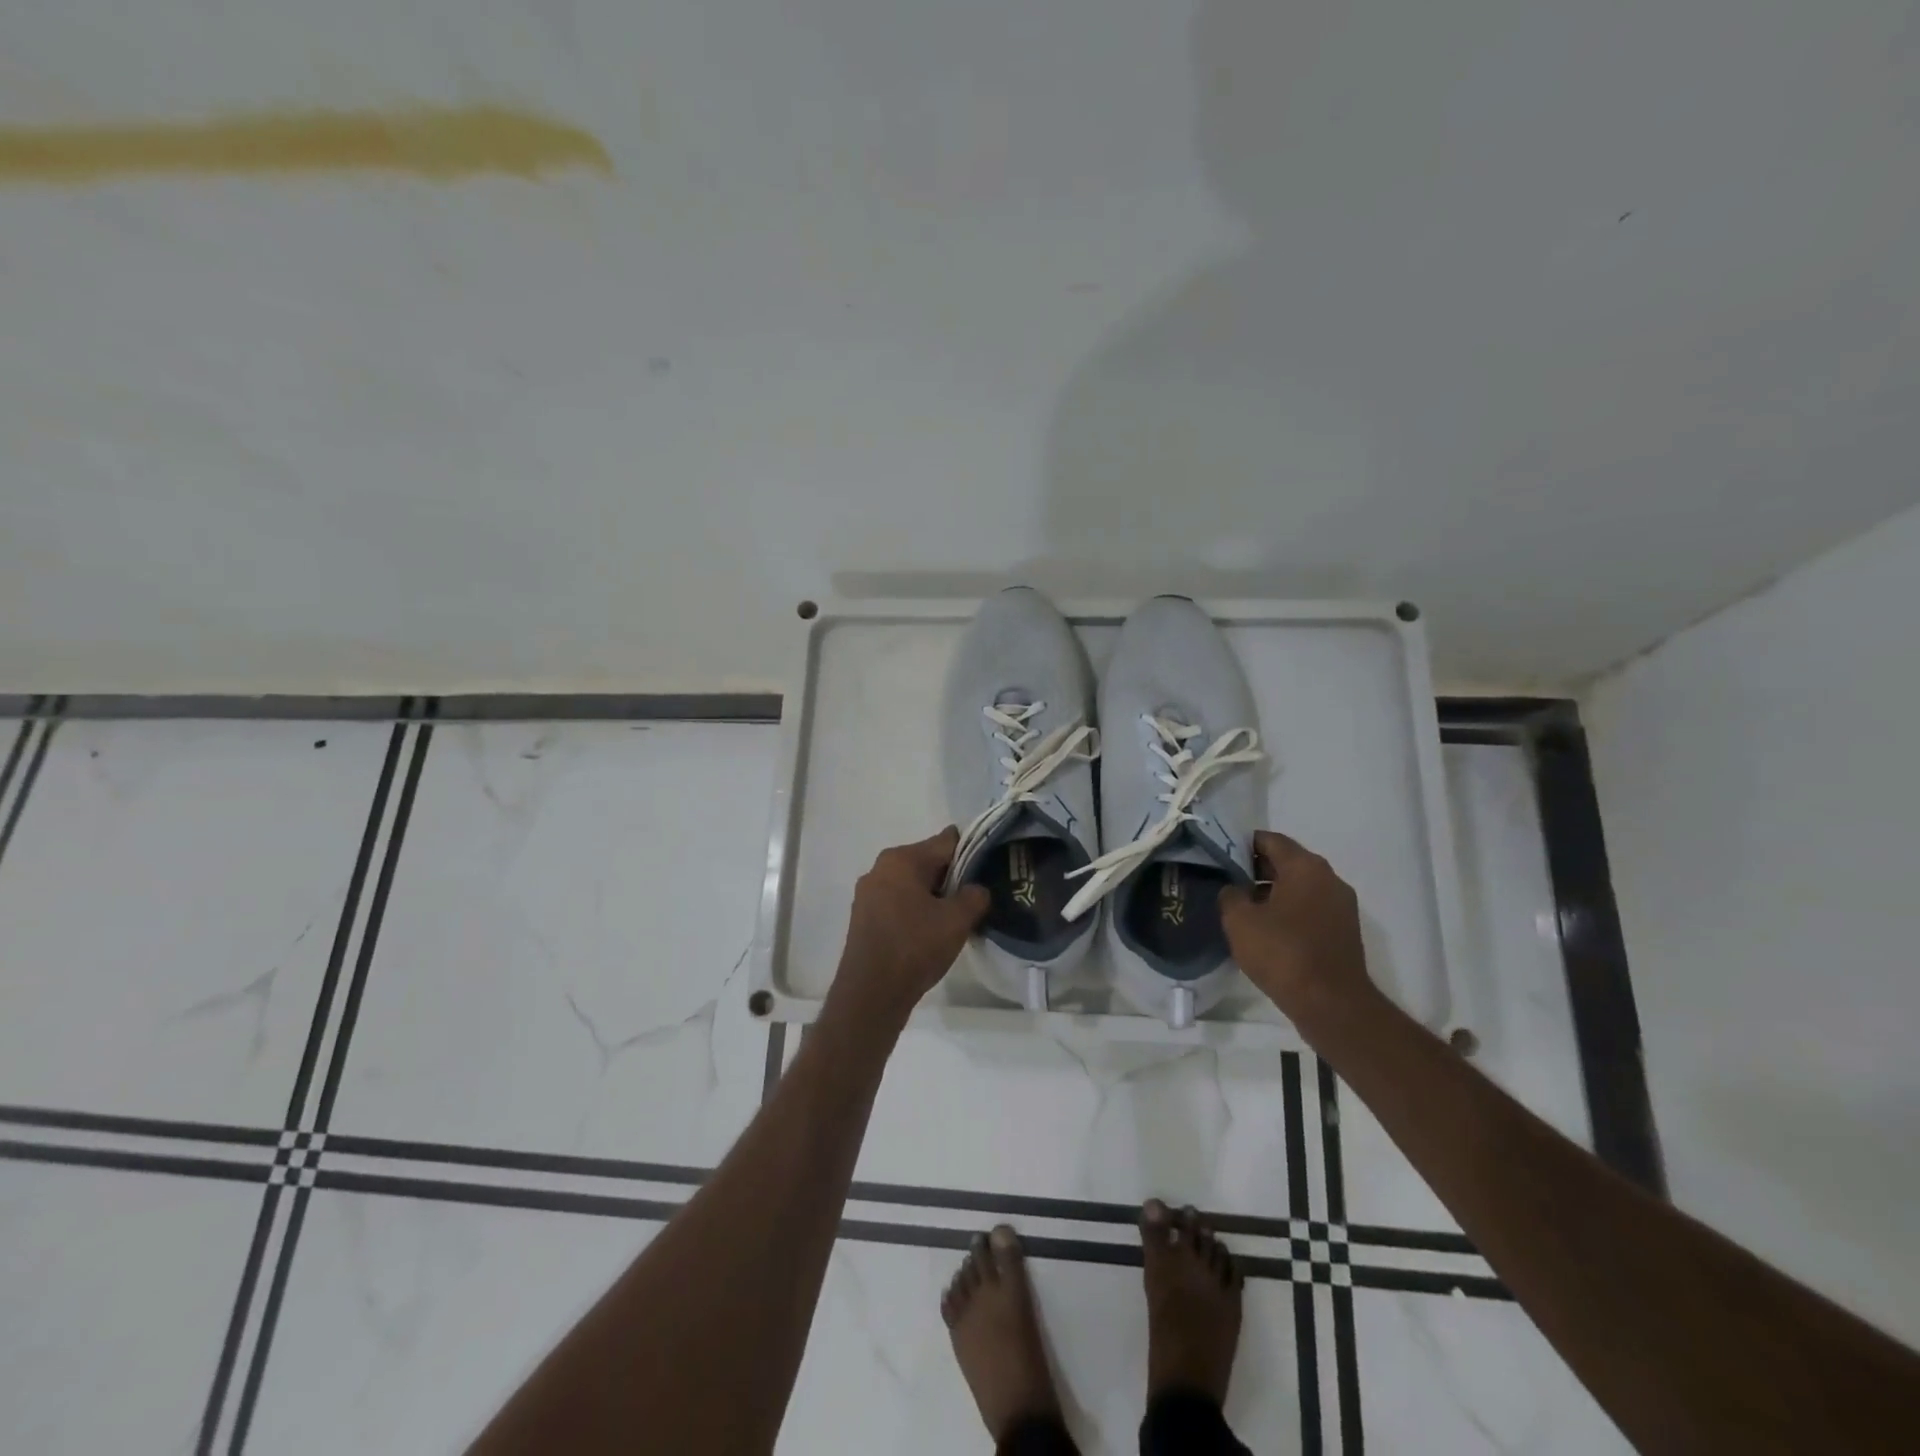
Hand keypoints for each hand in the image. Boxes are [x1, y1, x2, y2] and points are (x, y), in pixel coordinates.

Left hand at [831, 827, 989, 1029]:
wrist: (870, 993)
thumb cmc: (915, 947)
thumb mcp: (957, 920)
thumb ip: (974, 896)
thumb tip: (976, 889)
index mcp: (901, 859)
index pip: (946, 842)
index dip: (971, 853)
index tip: (988, 870)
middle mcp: (880, 867)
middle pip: (927, 861)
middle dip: (951, 877)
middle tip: (973, 900)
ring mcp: (867, 893)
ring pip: (912, 884)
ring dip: (932, 896)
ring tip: (953, 920)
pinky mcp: (862, 916)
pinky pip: (897, 902)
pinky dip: (915, 910)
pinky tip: (928, 933)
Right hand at [1219, 831, 1376, 1021]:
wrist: (1331, 1004)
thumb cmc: (1282, 953)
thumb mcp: (1240, 921)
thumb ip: (1230, 895)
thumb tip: (1234, 889)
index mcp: (1305, 867)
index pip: (1270, 840)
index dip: (1242, 844)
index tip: (1220, 856)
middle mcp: (1329, 878)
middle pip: (1287, 861)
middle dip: (1256, 868)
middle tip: (1227, 881)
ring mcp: (1341, 905)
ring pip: (1299, 886)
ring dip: (1272, 891)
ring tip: (1243, 908)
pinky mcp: (1344, 930)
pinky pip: (1310, 907)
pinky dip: (1288, 910)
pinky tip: (1267, 929)